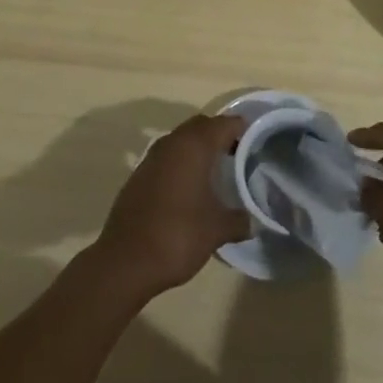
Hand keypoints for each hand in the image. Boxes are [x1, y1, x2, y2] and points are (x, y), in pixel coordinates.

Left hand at [94, 114, 250, 299]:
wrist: (126, 259)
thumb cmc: (178, 235)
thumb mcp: (216, 230)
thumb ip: (239, 220)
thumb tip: (253, 220)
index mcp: (194, 146)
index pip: (224, 124)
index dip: (242, 129)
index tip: (257, 141)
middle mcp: (173, 142)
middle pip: (202, 126)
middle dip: (220, 134)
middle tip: (239, 154)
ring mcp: (153, 156)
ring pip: (182, 139)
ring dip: (199, 148)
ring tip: (217, 171)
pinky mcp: (140, 172)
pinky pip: (168, 156)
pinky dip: (182, 162)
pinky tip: (190, 187)